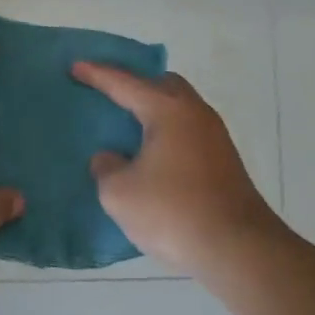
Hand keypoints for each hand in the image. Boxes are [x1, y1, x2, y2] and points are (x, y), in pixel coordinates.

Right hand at [71, 63, 283, 279]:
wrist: (238, 248)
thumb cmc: (173, 212)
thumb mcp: (120, 194)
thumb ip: (106, 168)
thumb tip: (110, 158)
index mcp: (168, 110)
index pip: (125, 84)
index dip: (97, 75)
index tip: (75, 66)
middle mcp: (195, 113)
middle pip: (162, 85)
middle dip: (135, 86)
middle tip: (110, 95)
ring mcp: (215, 136)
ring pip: (179, 109)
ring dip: (154, 112)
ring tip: (128, 127)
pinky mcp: (224, 161)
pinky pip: (188, 132)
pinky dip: (167, 133)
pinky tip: (153, 156)